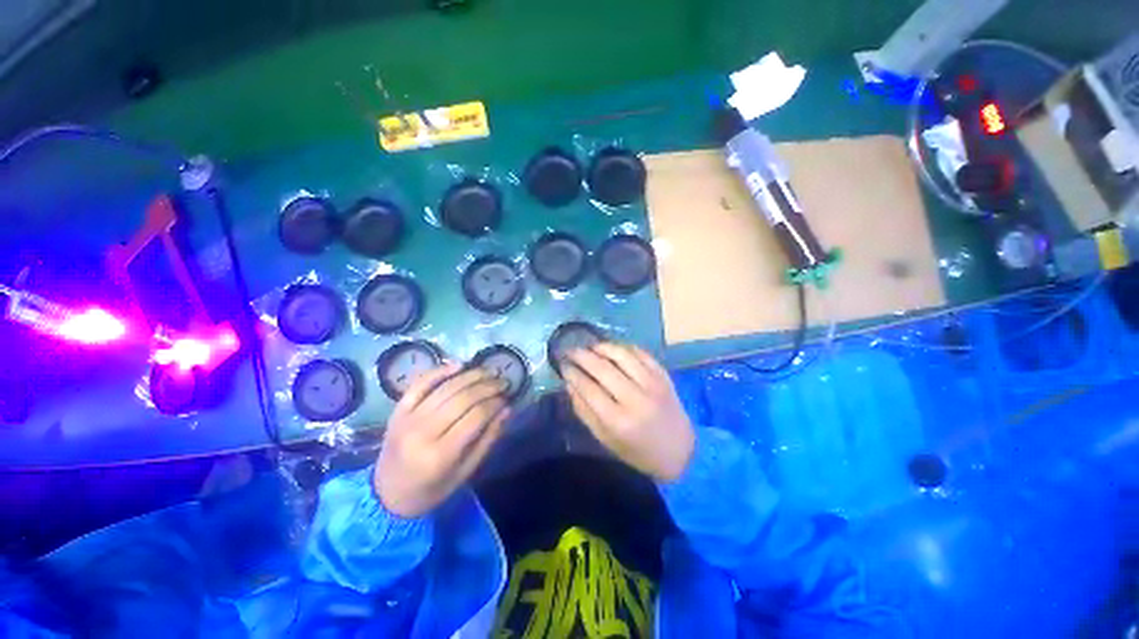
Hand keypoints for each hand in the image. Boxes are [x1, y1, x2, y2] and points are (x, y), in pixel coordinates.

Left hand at [374, 364, 509, 517]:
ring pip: (445, 388)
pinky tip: (459, 365)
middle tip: (503, 382)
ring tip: (489, 372)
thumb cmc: (431, 489)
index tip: (506, 398)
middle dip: (487, 386)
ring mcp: (407, 418)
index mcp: (441, 455)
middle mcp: (423, 432)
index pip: (476, 417)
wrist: (386, 494)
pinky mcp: (398, 410)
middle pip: (462, 398)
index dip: (495, 403)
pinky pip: (420, 383)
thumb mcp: (465, 472)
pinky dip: (440, 371)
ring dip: (471, 375)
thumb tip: (507, 409)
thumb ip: (488, 440)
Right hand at [563, 343, 694, 481]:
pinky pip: (641, 353)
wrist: (680, 452)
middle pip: (603, 368)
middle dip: (582, 356)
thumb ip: (584, 411)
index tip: (562, 365)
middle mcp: (635, 399)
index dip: (572, 373)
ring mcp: (652, 384)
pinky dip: (625, 348)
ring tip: (591, 347)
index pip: (589, 388)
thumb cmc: (638, 451)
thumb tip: (569, 383)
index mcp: (618, 421)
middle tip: (570, 350)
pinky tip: (614, 349)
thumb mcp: (605, 439)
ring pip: (622, 355)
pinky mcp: (664, 376)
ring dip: (603, 347)